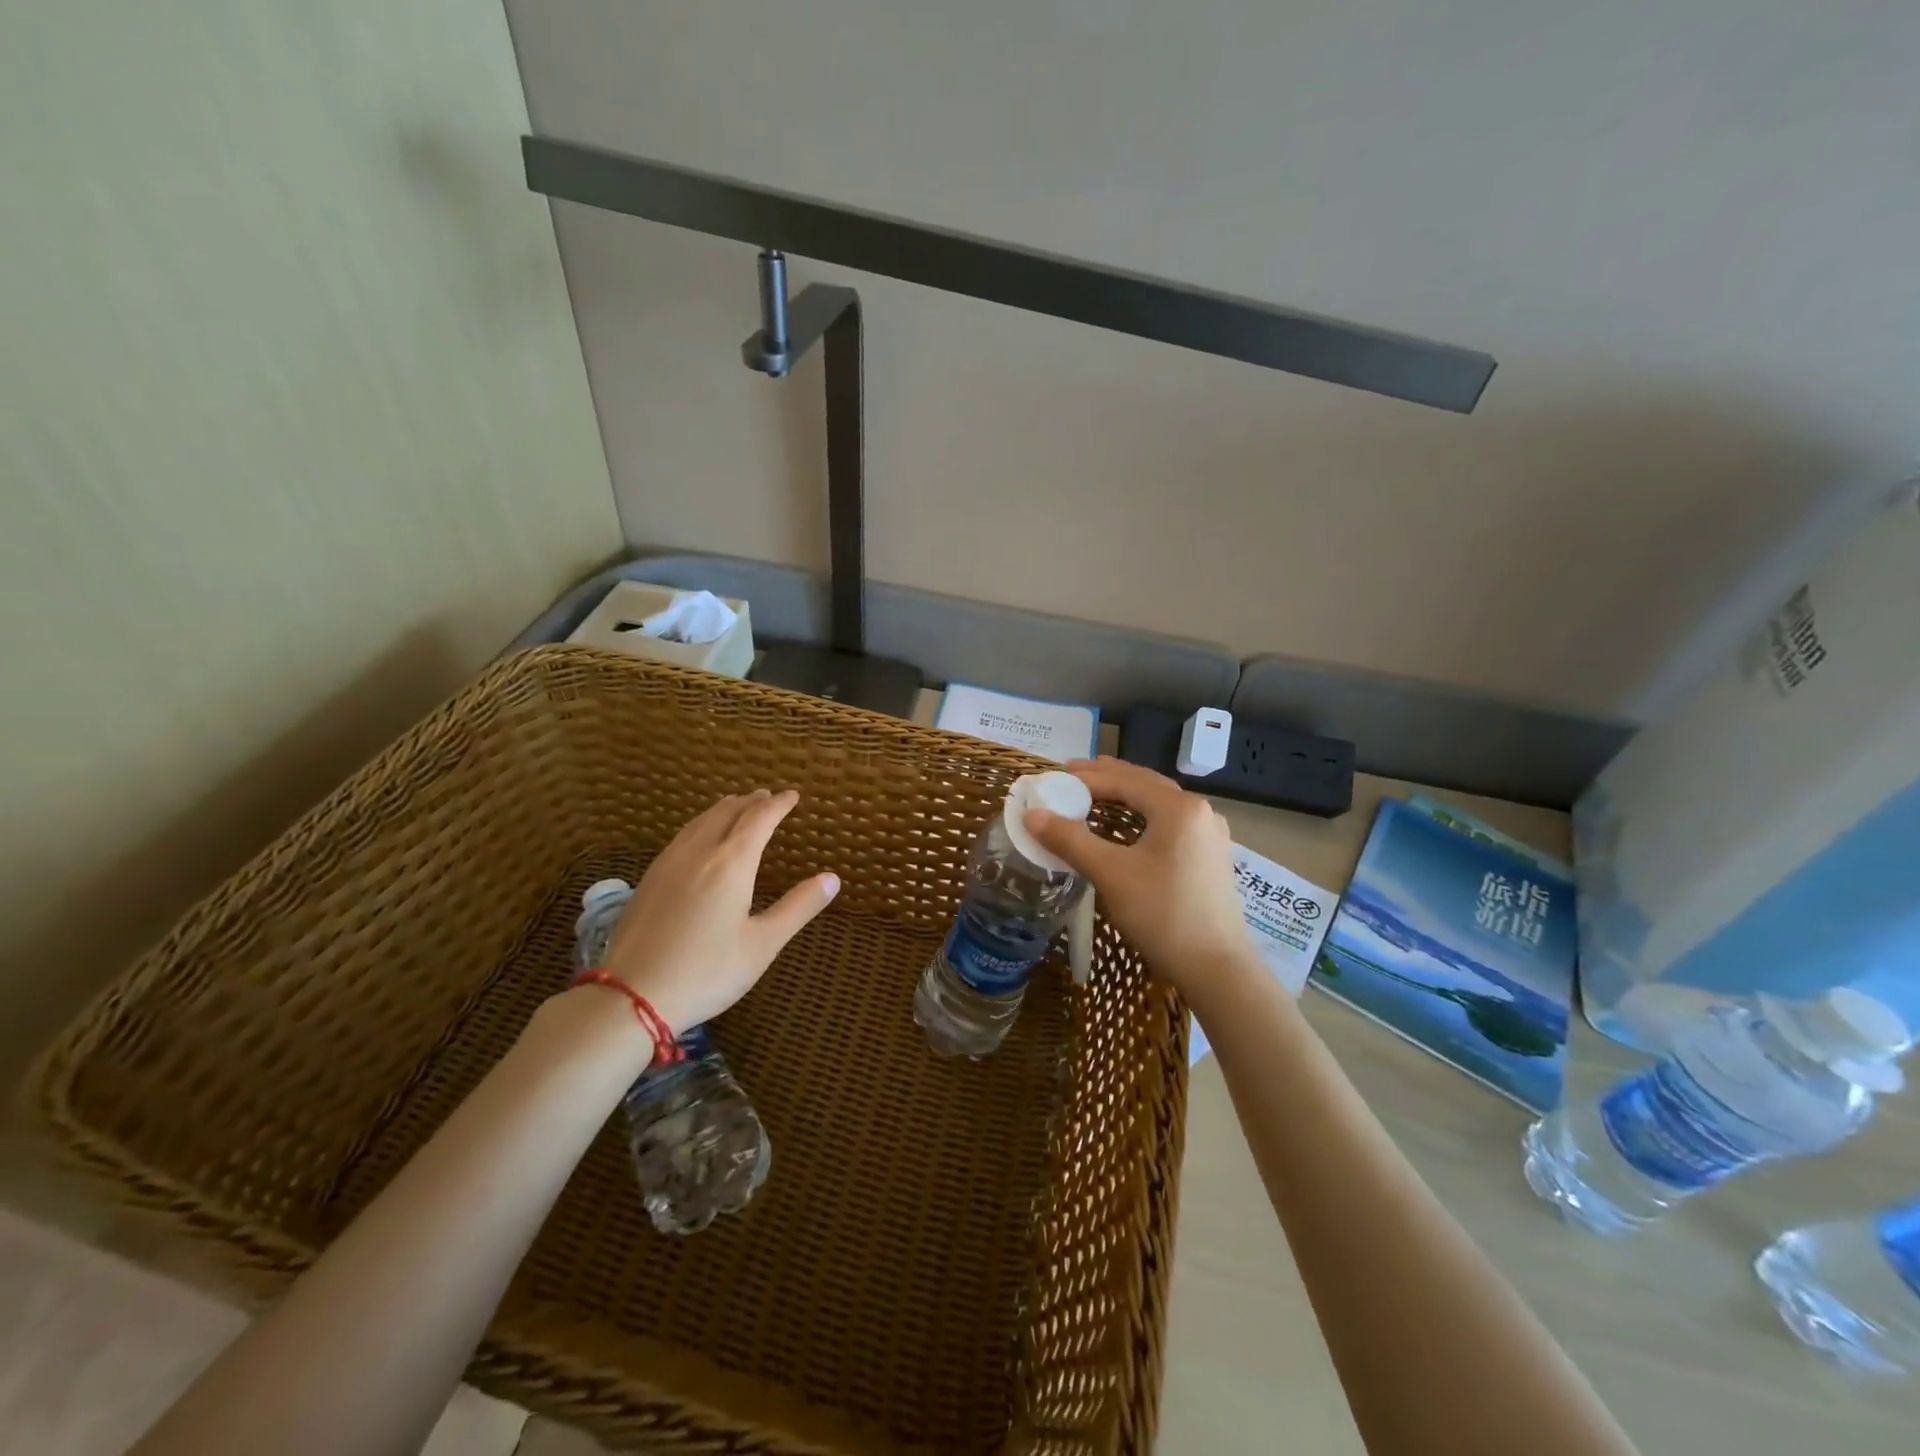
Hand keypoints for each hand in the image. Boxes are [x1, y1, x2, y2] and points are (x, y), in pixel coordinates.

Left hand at [599, 789, 838, 1035]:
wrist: (631, 997)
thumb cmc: (707, 972)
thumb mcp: (763, 944)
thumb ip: (798, 907)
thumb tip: (832, 878)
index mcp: (731, 864)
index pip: (759, 819)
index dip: (778, 804)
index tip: (793, 796)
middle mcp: (699, 853)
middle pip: (727, 812)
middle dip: (750, 802)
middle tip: (767, 797)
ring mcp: (668, 864)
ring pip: (700, 821)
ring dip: (723, 809)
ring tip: (737, 806)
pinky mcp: (648, 879)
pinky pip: (681, 836)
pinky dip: (701, 825)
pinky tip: (699, 838)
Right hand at [1023, 758, 1256, 1001]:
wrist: (1217, 969)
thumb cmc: (1163, 915)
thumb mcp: (1111, 874)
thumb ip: (1070, 839)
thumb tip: (1031, 814)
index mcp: (1179, 808)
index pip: (1124, 780)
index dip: (1085, 778)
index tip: (1052, 777)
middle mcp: (1199, 811)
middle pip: (1144, 783)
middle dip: (1105, 778)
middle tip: (1068, 776)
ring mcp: (1209, 834)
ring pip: (1158, 802)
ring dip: (1124, 794)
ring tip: (1091, 793)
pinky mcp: (1209, 855)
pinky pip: (1168, 821)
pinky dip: (1140, 814)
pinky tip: (1124, 824)